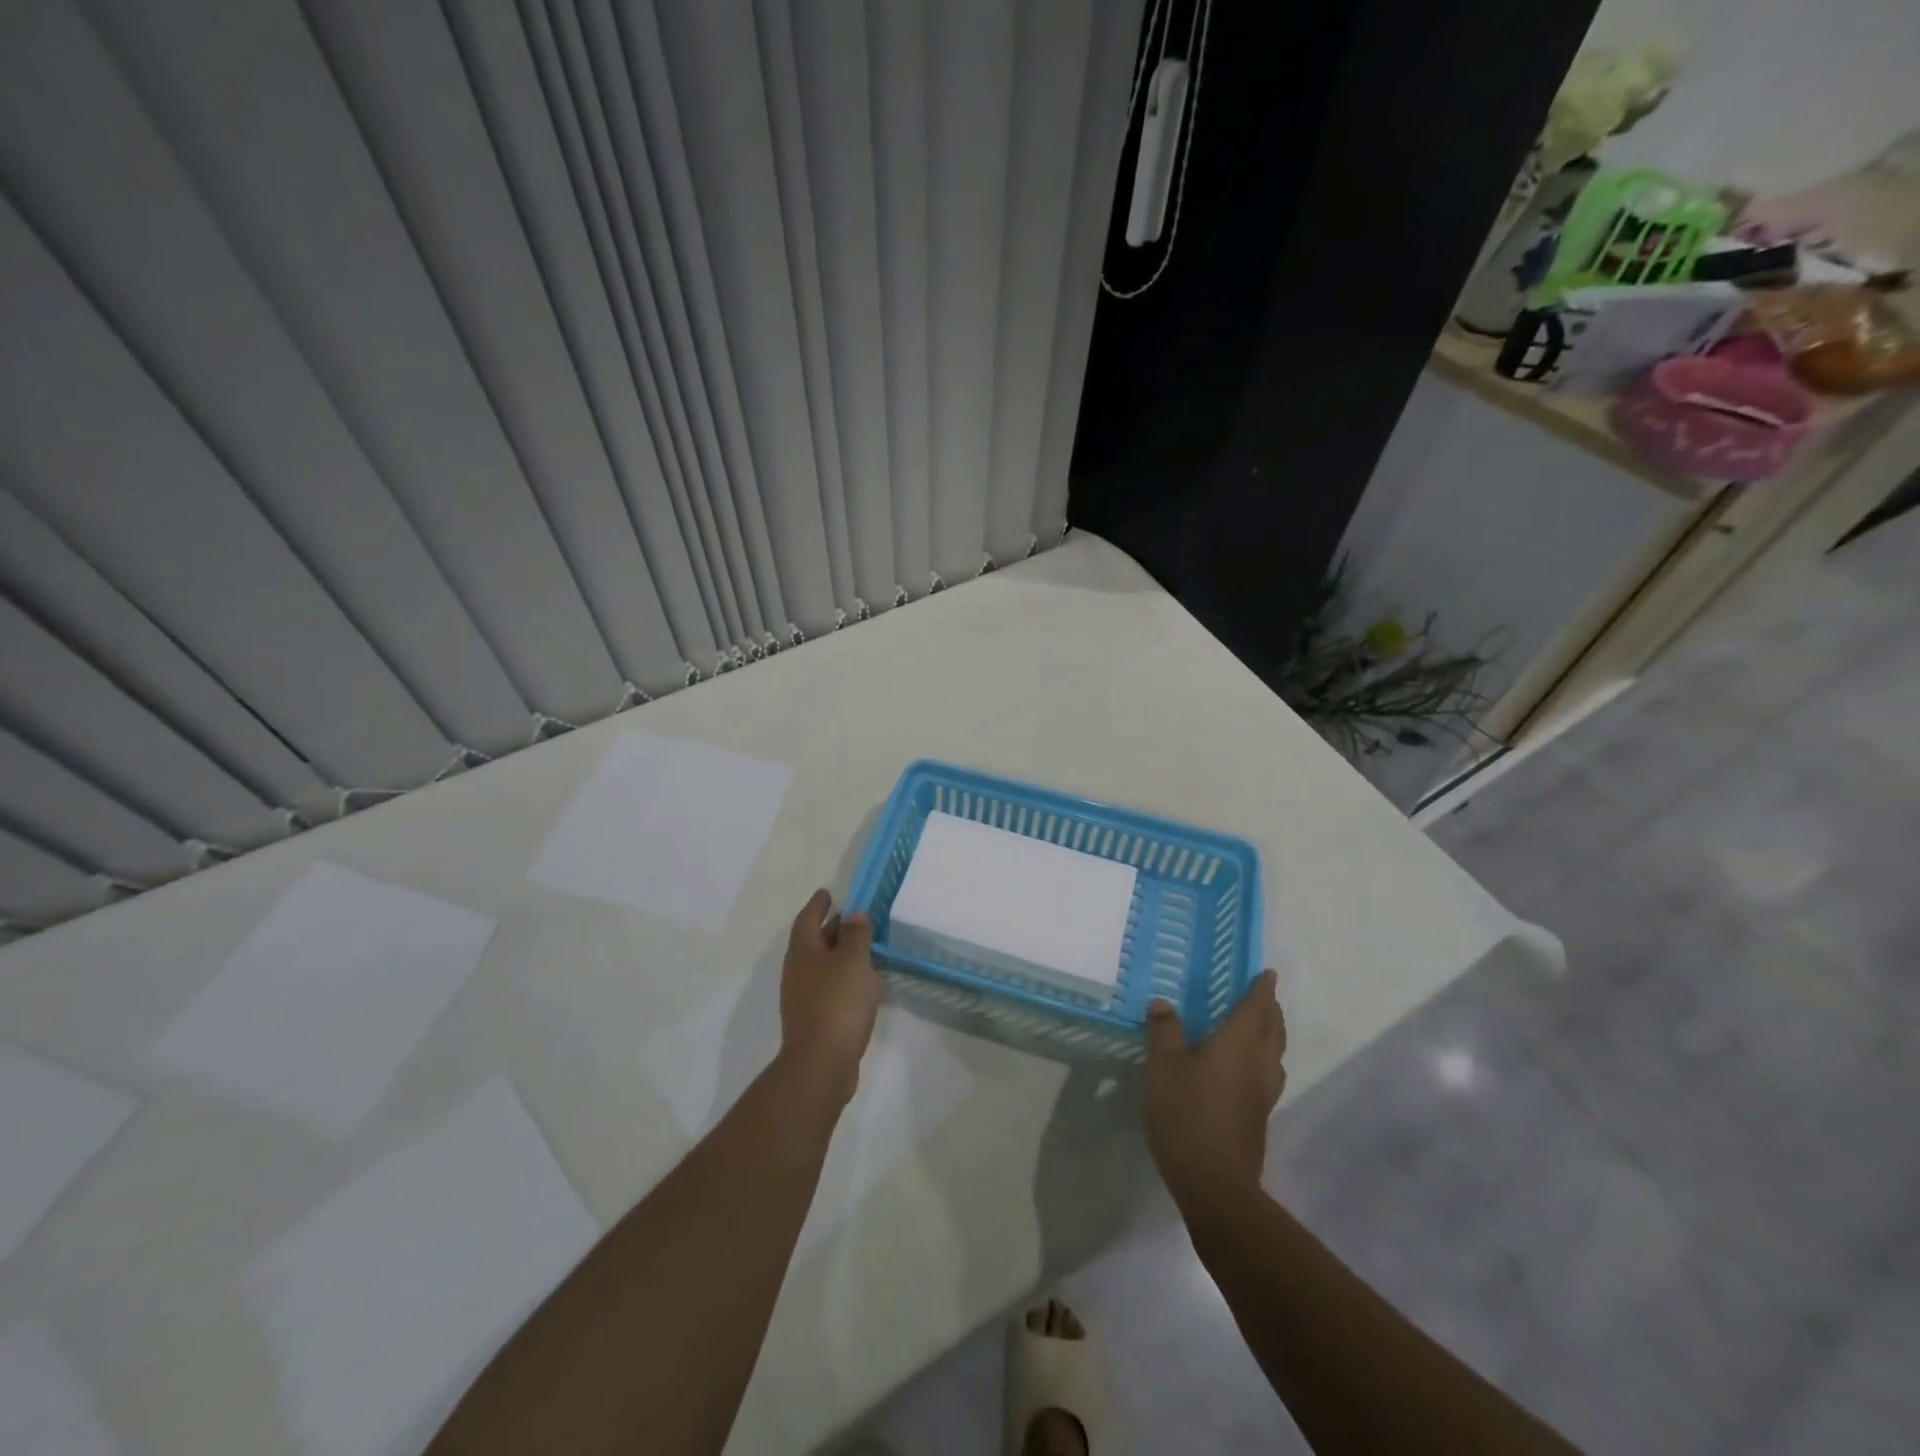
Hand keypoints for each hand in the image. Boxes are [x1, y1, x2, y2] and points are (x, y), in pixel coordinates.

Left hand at [777, 889, 880, 1104]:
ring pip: (820, 965)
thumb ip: (856, 935)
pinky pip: (827, 986)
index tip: (827, 892)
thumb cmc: (838, 1003)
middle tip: (852, 917)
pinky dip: (841, 976)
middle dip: (830, 928)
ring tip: (862, 947)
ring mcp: (802, 997)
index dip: (818, 904)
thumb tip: (854, 914)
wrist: (821, 1064)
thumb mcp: (854, 961)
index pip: (807, 919)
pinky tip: (860, 982)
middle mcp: (797, 971)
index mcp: (803, 952)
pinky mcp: (813, 1019)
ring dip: (837, 953)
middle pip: (812, 941)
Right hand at [1144, 970, 1285, 1206]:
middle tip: (1262, 996)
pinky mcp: (1258, 1118)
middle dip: (1270, 1010)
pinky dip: (1263, 1060)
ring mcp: (1262, 1094)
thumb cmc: (1187, 1115)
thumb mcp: (1163, 1067)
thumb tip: (1164, 1003)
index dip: (1262, 989)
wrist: (1215, 1184)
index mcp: (1238, 1045)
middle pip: (1273, 1030)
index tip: (1267, 973)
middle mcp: (1258, 1065)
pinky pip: (1268, 1075)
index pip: (1256, 1008)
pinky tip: (1244, 1069)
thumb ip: (1165, 1032)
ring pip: (1275, 1055)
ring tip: (1258, 1027)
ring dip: (1271, 1035)